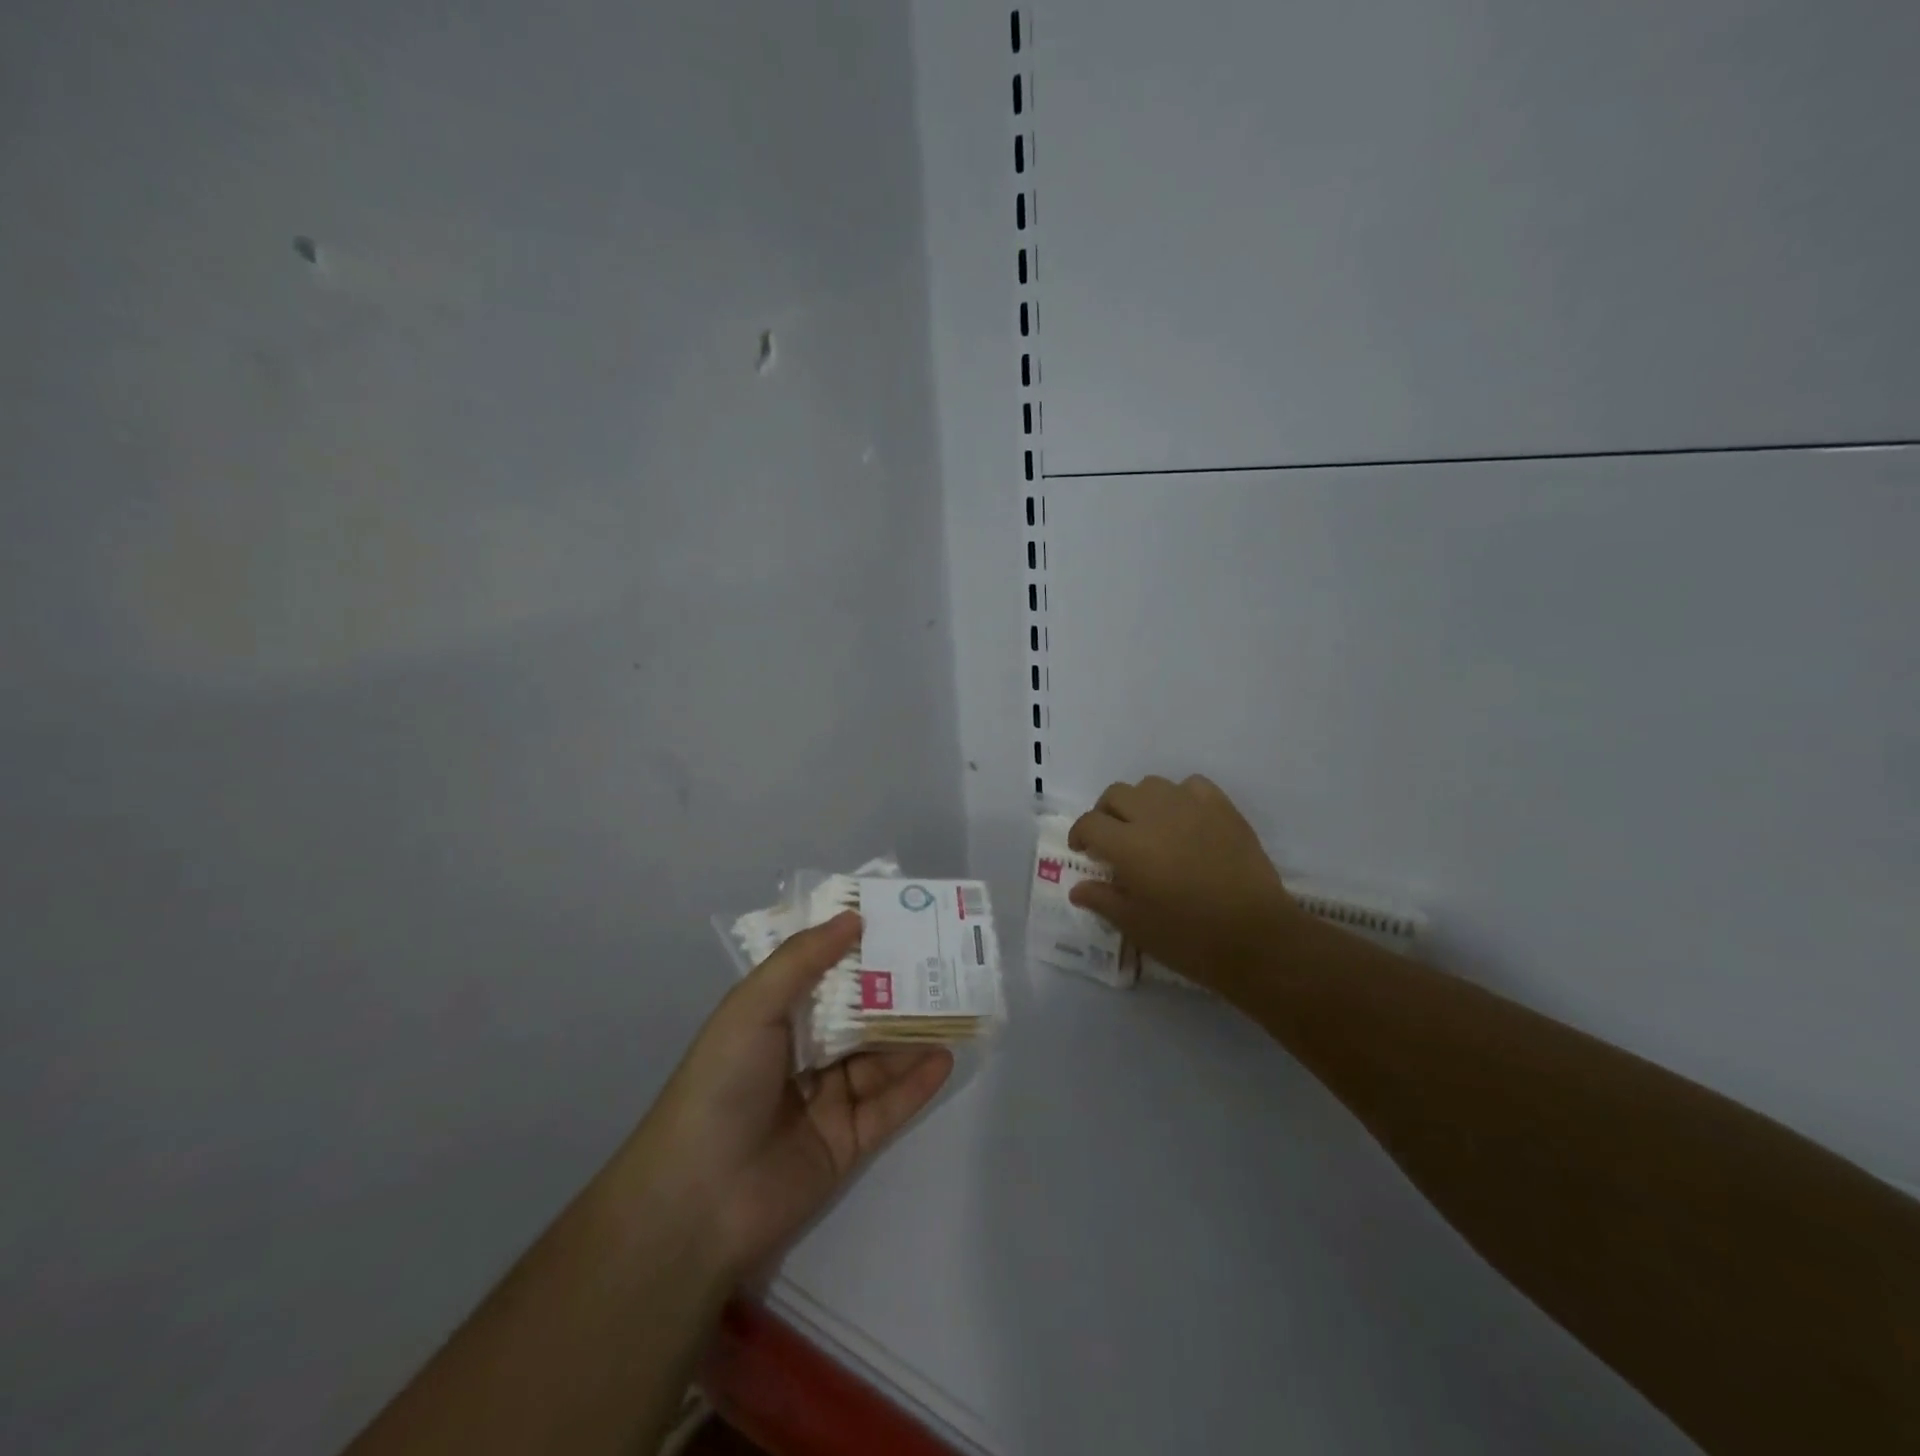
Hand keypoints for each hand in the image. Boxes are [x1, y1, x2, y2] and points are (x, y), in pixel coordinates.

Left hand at [634, 913, 952, 1280]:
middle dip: (895, 989)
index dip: (855, 948)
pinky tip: (945, 1057)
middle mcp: (802, 1055)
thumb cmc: (722, 1084)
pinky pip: (889, 1106)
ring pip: (879, 1059)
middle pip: (858, 1015)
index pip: (822, 974)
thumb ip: (802, 959)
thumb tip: (853, 916)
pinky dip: (917, 1082)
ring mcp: (827, 1100)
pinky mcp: (848, 1143)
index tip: (896, 920)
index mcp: (772, 1019)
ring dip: (912, 1034)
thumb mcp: (752, 1006)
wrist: (700, 1202)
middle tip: (940, 961)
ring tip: (955, 1004)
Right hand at [1068, 775, 1305, 990]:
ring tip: (1149, 827)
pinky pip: (1192, 786)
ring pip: (1152, 785)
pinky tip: (1185, 820)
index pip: (1090, 823)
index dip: (1080, 835)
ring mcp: (1191, 807)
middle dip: (1106, 813)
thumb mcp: (1135, 926)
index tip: (1085, 851)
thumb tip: (1078, 888)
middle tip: (1112, 839)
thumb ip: (1103, 900)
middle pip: (1116, 794)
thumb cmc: (1188, 938)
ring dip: (1141, 802)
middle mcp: (1155, 815)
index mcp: (1128, 845)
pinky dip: (1180, 797)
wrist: (1256, 938)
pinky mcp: (1223, 808)